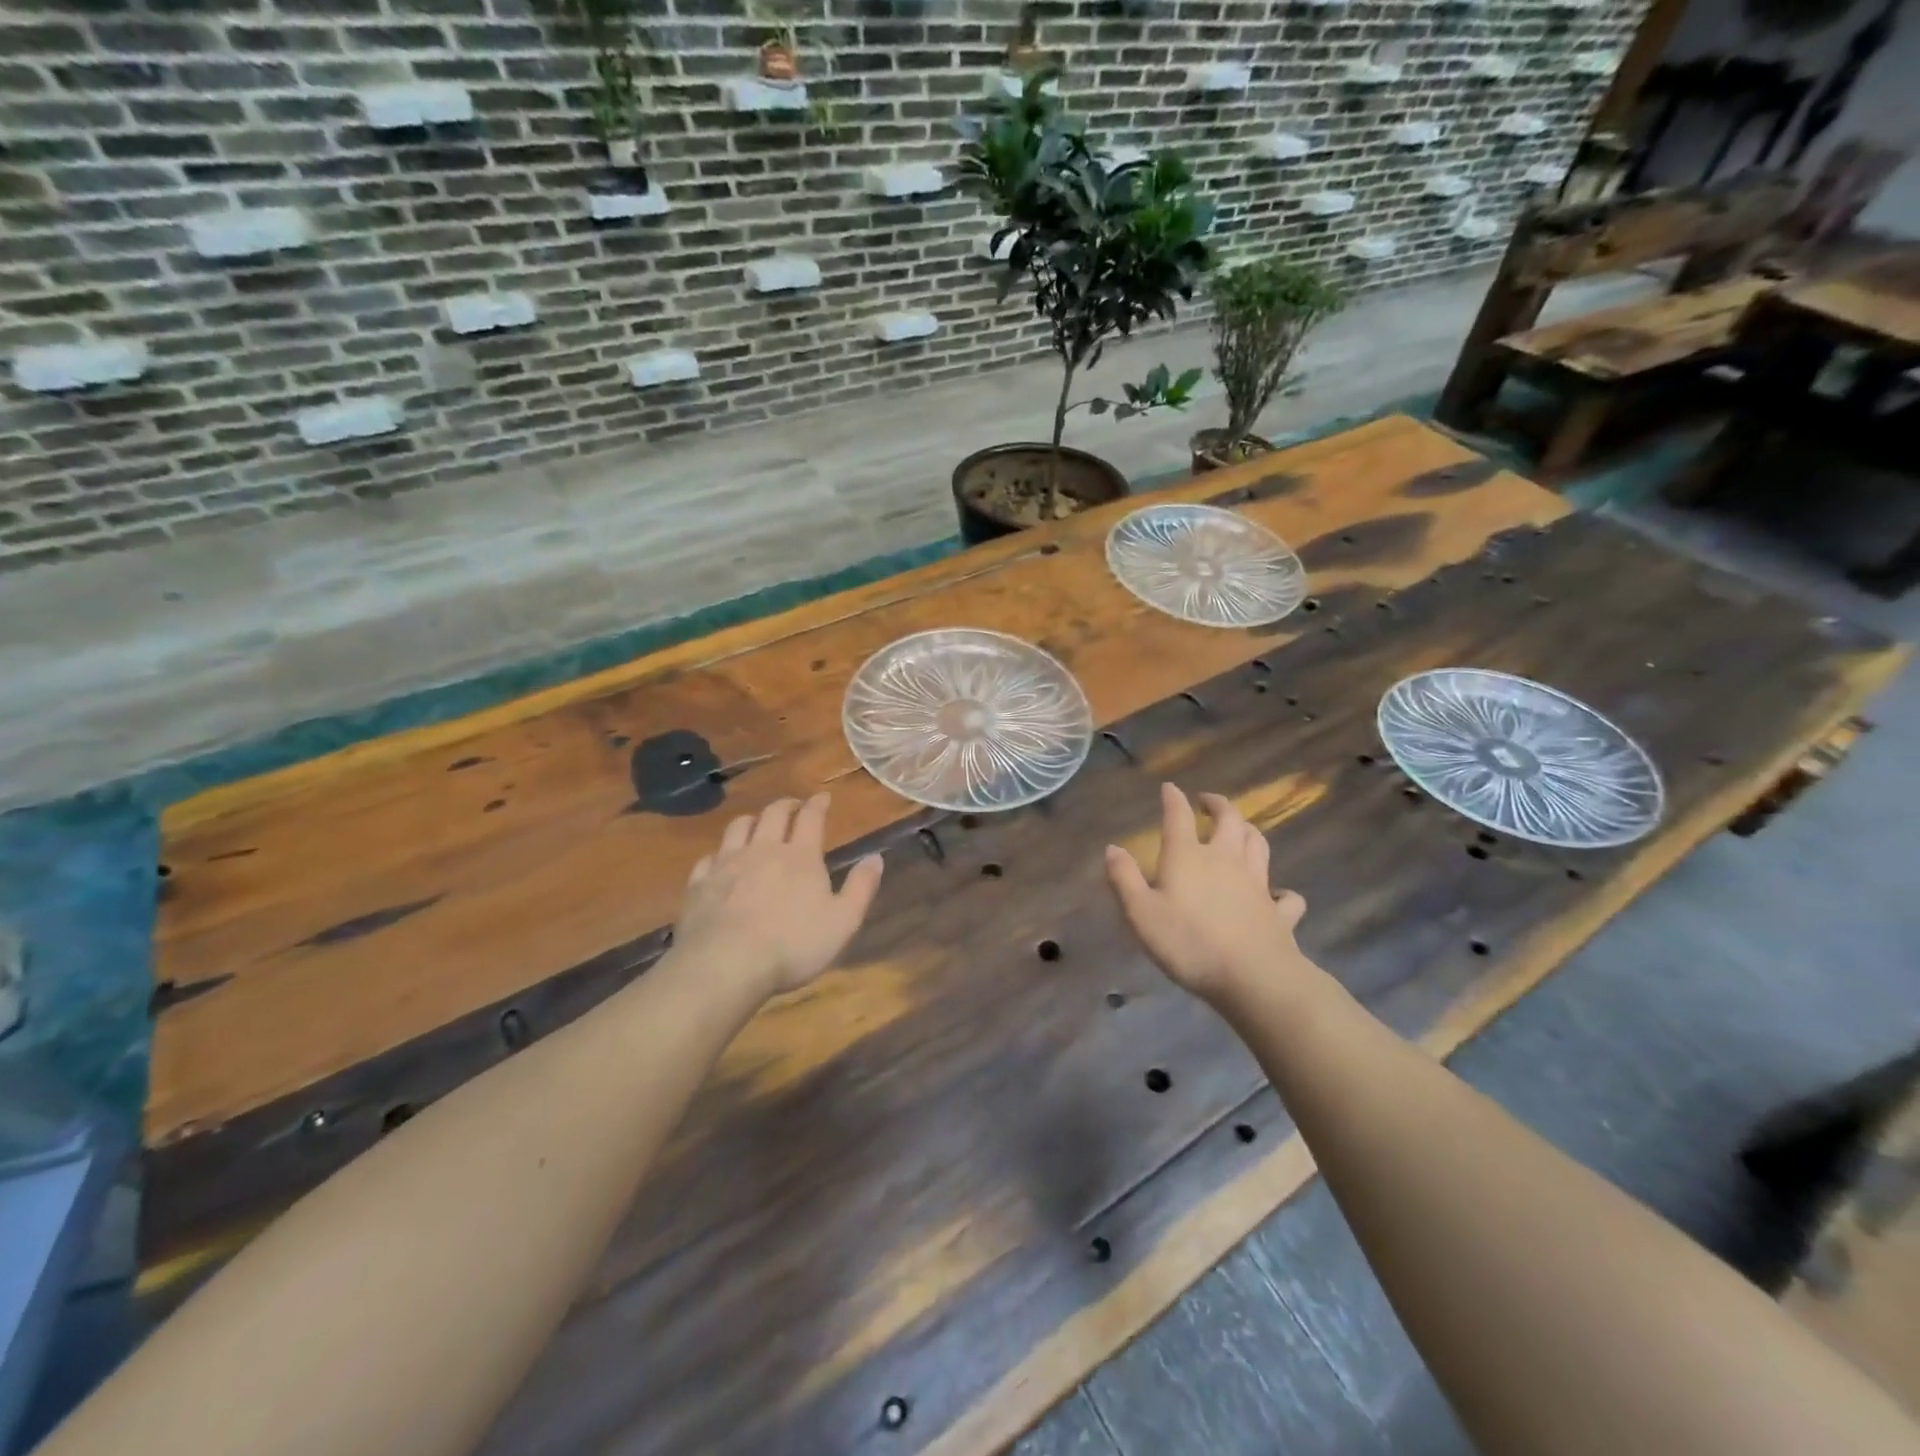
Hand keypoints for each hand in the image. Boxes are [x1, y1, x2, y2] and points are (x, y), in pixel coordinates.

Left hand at [677, 794, 883, 997]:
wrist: (725, 964)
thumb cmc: (792, 944)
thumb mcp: (842, 921)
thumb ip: (861, 887)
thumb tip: (876, 857)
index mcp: (800, 856)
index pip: (810, 818)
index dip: (818, 804)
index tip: (823, 797)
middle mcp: (762, 849)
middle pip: (773, 814)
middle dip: (786, 805)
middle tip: (793, 806)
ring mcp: (726, 864)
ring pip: (738, 828)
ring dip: (752, 820)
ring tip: (757, 824)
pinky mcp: (699, 884)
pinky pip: (709, 858)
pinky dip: (719, 854)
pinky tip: (720, 861)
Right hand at [1104, 782, 1312, 1004]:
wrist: (1253, 977)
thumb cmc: (1188, 942)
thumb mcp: (1140, 913)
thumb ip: (1124, 879)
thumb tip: (1112, 848)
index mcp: (1189, 856)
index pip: (1179, 816)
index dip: (1173, 799)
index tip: (1169, 788)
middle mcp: (1226, 859)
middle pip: (1230, 820)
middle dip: (1219, 805)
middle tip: (1208, 801)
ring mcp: (1258, 884)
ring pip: (1258, 845)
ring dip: (1249, 831)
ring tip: (1241, 829)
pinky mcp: (1279, 912)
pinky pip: (1286, 896)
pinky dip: (1282, 891)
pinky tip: (1277, 894)